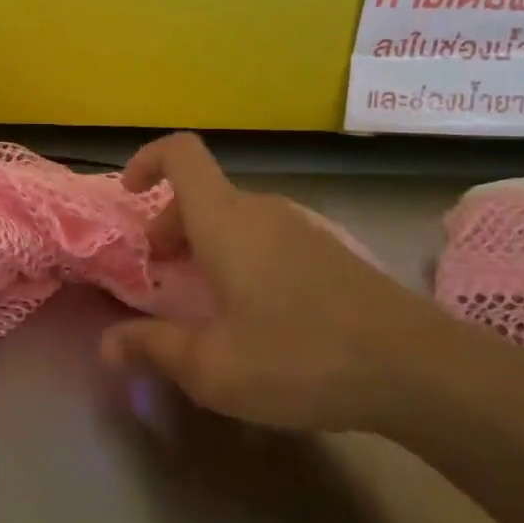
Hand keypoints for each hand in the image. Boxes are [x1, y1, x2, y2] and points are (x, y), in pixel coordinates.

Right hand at [103, 133, 462, 434]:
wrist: (418, 369)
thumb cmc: (299, 356)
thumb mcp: (212, 366)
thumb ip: (153, 349)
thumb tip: (105, 346)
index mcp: (225, 220)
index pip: (181, 153)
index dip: (148, 160)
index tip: (131, 195)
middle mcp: (262, 210)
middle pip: (204, 194)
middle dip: (172, 225)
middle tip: (163, 272)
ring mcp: (303, 227)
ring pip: (236, 217)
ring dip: (207, 244)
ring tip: (206, 298)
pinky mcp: (331, 251)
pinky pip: (268, 236)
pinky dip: (242, 256)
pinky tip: (257, 312)